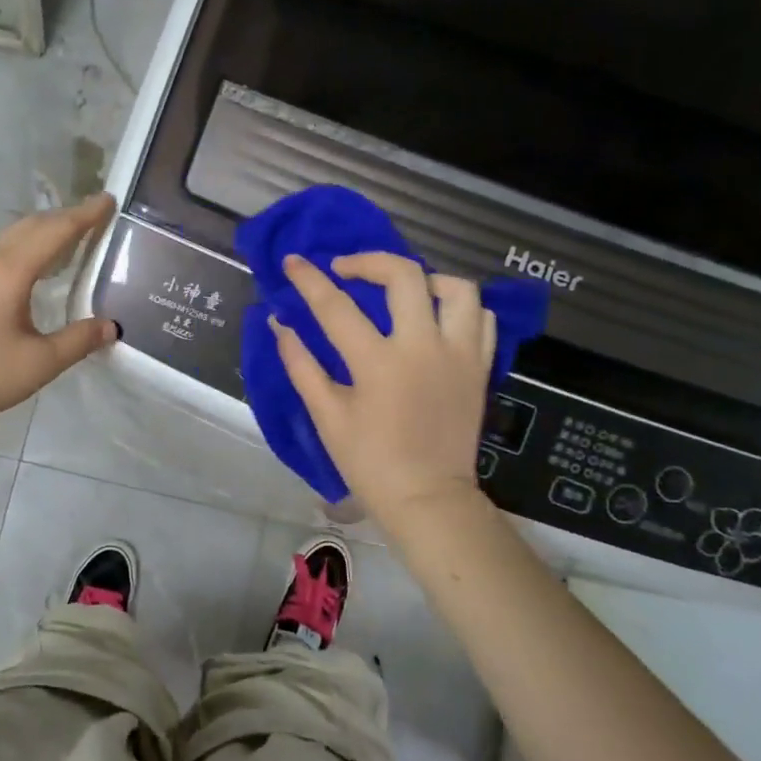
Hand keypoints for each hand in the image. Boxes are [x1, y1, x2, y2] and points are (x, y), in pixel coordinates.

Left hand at [0, 193, 119, 442]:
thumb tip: (110, 327)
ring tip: (68, 241)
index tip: (108, 200)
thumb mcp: (42, 362)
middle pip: (29, 228)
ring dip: (40, 234)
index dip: (84, 216)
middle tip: (94, 217)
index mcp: (8, 273)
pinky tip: (31, 272)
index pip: (54, 233)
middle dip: (63, 218)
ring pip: (9, 241)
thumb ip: (79, 340)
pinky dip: (21, 252)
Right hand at [271, 251, 496, 533]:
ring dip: (424, 279)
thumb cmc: (369, 462)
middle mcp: (423, 347)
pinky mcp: (480, 368)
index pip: (336, 306)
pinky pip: (481, 318)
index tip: (292, 261)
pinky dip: (458, 306)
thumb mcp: (327, 416)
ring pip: (456, 289)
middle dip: (368, 261)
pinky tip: (435, 315)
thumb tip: (279, 324)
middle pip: (404, 276)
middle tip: (346, 270)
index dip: (309, 279)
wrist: (428, 499)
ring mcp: (459, 355)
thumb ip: (301, 365)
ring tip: (401, 289)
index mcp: (378, 363)